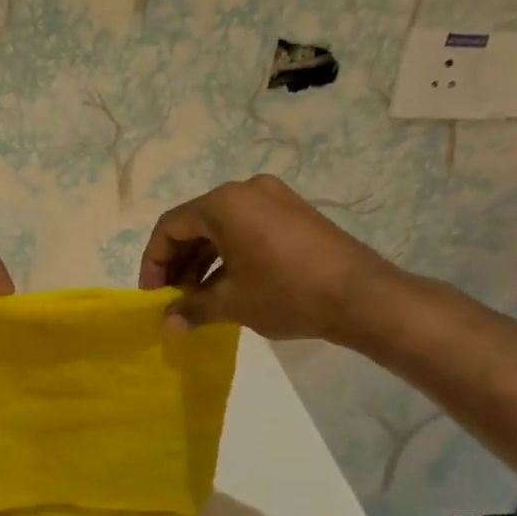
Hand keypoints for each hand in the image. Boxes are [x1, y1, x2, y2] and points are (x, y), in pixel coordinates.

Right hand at [138, 175, 401, 343]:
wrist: (362, 297)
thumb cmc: (286, 293)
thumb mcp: (232, 303)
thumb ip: (192, 309)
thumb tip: (167, 325)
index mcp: (223, 203)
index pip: (170, 226)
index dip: (154, 261)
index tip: (153, 295)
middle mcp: (246, 190)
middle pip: (196, 223)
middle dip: (179, 262)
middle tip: (173, 298)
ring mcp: (275, 198)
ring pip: (223, 227)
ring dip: (204, 261)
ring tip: (199, 298)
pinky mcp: (295, 213)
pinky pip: (248, 229)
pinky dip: (231, 254)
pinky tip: (229, 286)